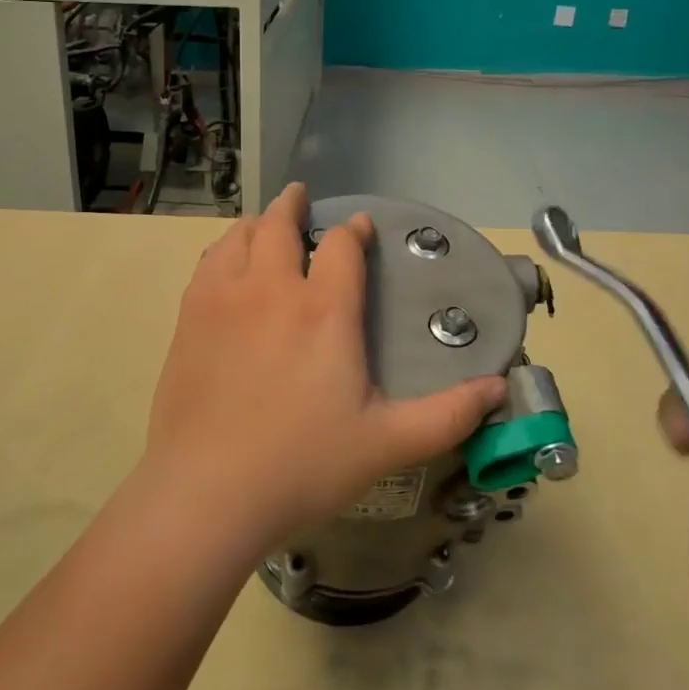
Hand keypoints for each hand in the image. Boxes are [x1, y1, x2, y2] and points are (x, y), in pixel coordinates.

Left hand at [143, 183, 505, 556]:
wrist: (207, 493)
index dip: (355, 230)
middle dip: (293, 205)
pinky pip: (207, 263)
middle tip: (300, 196)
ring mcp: (223, 300)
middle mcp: (272, 289)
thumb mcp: (388, 444)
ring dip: (256, 223)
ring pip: (238, 237)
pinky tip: (226, 263)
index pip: (342, 247)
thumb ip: (448, 414)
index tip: (361, 226)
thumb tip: (499, 388)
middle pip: (279, 225)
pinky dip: (223, 249)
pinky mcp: (189, 319)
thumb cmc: (303, 465)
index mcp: (324, 310)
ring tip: (263, 224)